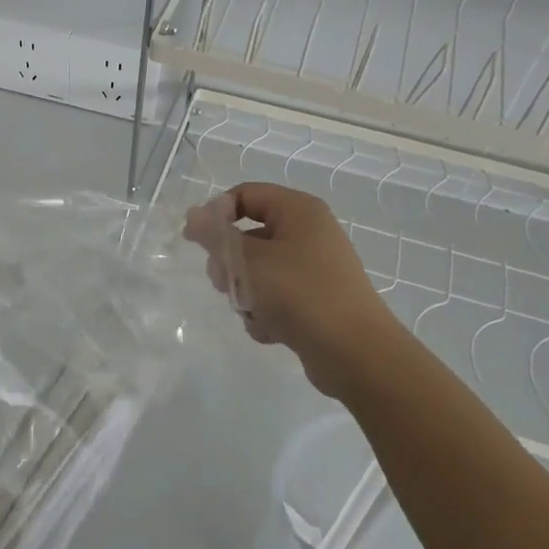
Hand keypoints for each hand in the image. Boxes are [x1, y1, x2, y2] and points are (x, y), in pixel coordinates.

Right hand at [185, 182, 405, 399]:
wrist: (355, 354)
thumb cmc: (299, 295)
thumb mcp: (248, 261)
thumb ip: (215, 235)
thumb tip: (194, 215)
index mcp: (298, 210)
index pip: (245, 194)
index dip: (216, 214)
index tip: (196, 242)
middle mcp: (309, 232)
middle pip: (249, 234)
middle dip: (231, 263)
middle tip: (226, 283)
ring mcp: (314, 268)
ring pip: (258, 270)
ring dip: (246, 292)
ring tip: (253, 311)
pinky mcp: (316, 300)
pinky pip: (276, 296)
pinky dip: (267, 312)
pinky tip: (272, 330)